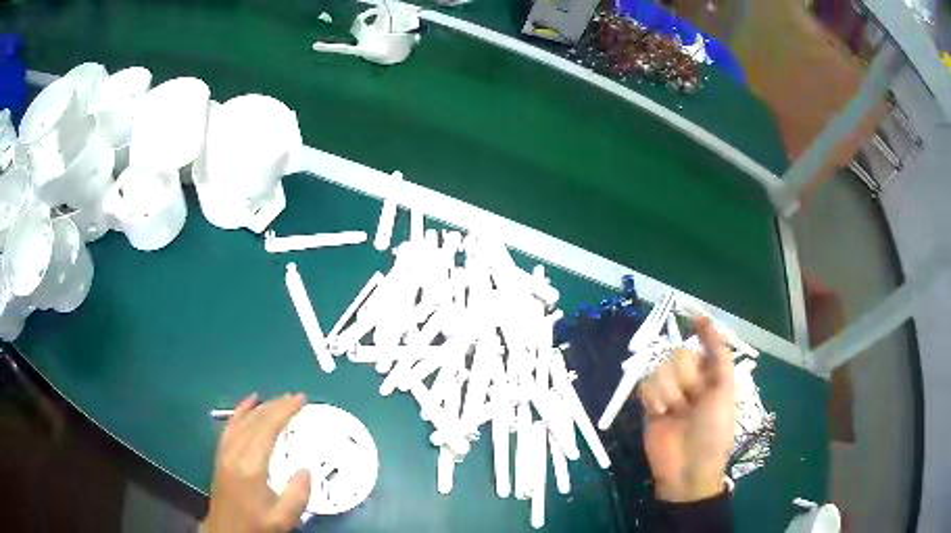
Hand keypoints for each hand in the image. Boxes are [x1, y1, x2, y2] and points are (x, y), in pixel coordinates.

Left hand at [202, 393, 310, 532]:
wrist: (227, 531)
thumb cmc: (256, 525)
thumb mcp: (283, 518)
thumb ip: (297, 495)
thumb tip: (306, 469)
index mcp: (251, 467)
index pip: (267, 430)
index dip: (283, 412)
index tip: (300, 400)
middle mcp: (235, 453)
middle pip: (255, 421)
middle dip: (276, 406)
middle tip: (295, 397)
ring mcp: (226, 451)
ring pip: (243, 420)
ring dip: (261, 407)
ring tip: (279, 399)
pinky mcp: (221, 454)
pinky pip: (230, 426)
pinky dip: (240, 411)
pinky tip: (249, 403)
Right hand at [638, 318, 734, 502]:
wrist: (687, 467)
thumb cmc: (713, 429)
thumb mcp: (724, 390)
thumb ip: (719, 355)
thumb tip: (707, 321)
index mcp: (712, 376)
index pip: (705, 345)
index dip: (702, 331)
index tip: (694, 316)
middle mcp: (691, 380)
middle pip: (678, 355)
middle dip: (684, 376)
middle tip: (691, 398)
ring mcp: (669, 392)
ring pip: (661, 369)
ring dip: (669, 391)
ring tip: (675, 411)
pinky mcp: (650, 404)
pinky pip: (646, 385)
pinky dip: (653, 398)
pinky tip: (661, 413)